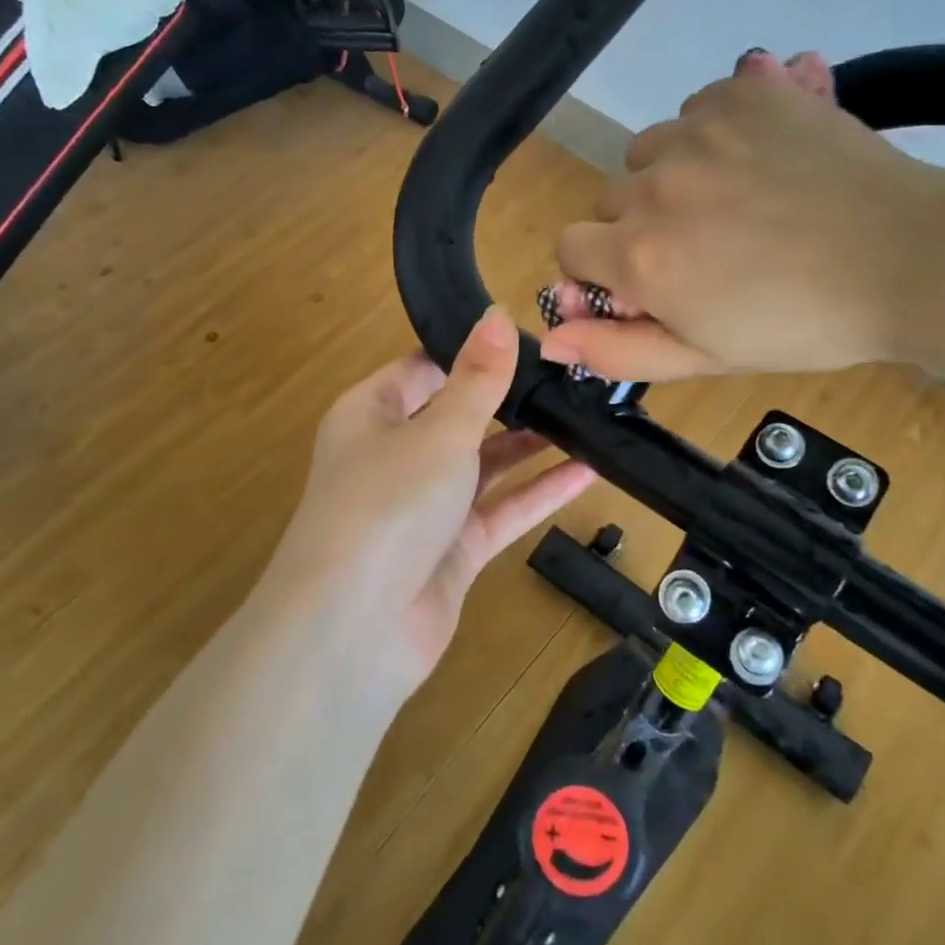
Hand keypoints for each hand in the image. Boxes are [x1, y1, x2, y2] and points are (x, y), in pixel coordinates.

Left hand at [266, 307, 596, 697]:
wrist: (355, 630)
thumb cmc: (388, 503)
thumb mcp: (439, 430)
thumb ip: (478, 377)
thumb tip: (498, 314)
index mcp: (372, 414)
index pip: (424, 368)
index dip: (471, 351)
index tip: (529, 337)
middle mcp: (395, 455)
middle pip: (459, 416)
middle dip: (510, 399)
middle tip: (572, 376)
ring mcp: (425, 507)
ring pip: (485, 465)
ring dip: (531, 445)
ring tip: (588, 417)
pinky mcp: (452, 550)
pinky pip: (502, 510)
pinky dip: (540, 492)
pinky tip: (589, 471)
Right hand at [544, 50, 944, 380]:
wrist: (907, 259)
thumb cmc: (802, 325)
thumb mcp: (706, 358)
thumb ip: (619, 350)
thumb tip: (549, 340)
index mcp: (640, 254)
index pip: (571, 247)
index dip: (602, 271)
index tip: (648, 284)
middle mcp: (655, 182)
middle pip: (611, 200)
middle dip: (642, 227)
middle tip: (709, 251)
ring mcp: (700, 129)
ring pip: (650, 151)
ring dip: (674, 177)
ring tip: (738, 204)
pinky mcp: (745, 91)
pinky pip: (696, 109)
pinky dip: (714, 135)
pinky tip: (761, 161)